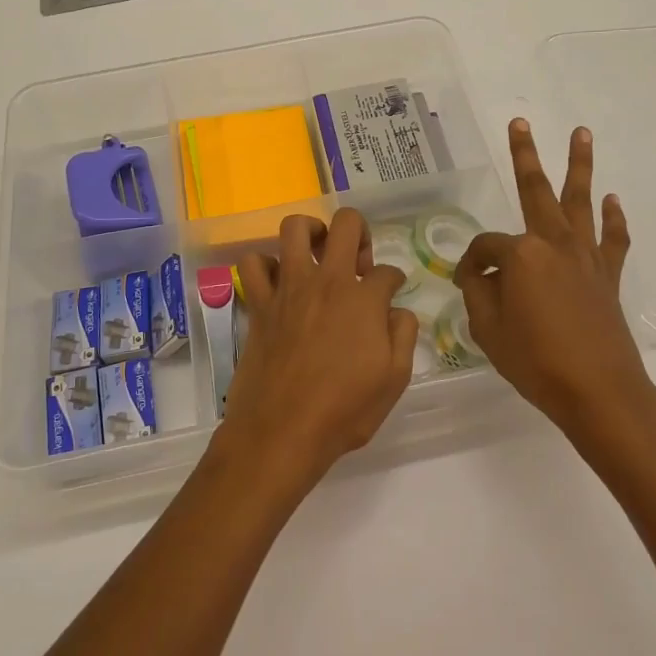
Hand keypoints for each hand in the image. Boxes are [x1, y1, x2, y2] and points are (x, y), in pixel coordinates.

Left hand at [223, 209, 417, 491]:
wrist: (282, 431)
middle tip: (358, 261)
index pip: (387, 271)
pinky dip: (265, 265)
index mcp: (364, 299)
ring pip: (295, 228)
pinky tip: (278, 282)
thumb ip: (403, 335)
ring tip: (318, 251)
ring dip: (310, 231)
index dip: (394, 281)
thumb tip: (397, 310)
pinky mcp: (259, 303)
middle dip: (359, 232)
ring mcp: (289, 288)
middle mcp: (327, 281)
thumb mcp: (394, 379)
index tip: (391, 293)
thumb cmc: (344, 410)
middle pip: (346, 224)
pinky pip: (253, 264)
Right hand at [455, 120, 655, 443]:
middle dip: (526, 155)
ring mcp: (585, 257)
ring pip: (580, 201)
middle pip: (536, 191)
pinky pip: (612, 239)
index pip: (485, 247)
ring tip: (581, 133)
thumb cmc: (536, 361)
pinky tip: (612, 200)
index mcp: (521, 254)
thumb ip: (479, 291)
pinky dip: (613, 219)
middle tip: (520, 123)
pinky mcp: (608, 276)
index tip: (466, 283)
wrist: (599, 392)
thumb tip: (479, 273)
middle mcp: (554, 243)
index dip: (471, 264)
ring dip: (580, 165)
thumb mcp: (488, 328)